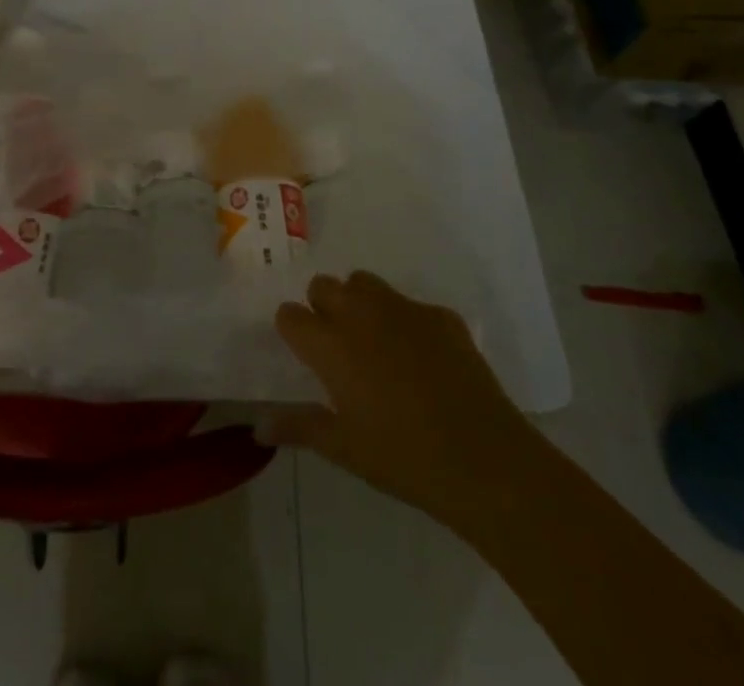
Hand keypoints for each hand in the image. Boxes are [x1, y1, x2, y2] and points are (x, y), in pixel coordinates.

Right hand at [264, 271, 536, 530]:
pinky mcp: (440, 315)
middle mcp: (361, 314)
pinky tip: (423, 360)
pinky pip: (410, 305)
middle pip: (324, 286)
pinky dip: (406, 323)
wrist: (485, 461)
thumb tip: (258, 426)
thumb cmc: (404, 458)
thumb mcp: (344, 448)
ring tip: (374, 342)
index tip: (303, 352)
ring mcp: (403, 310)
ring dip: (359, 303)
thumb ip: (299, 427)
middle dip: (323, 307)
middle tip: (338, 347)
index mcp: (331, 345)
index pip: (290, 315)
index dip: (292, 331)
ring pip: (364, 283)